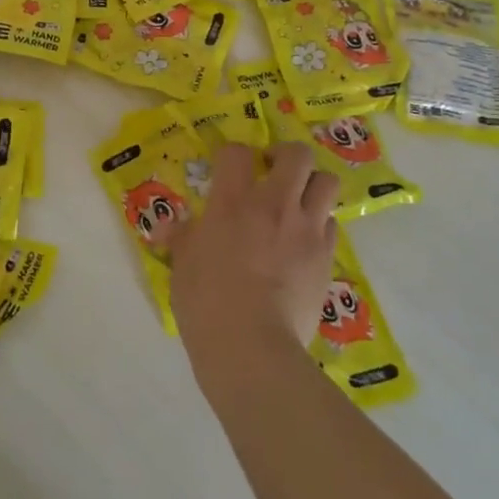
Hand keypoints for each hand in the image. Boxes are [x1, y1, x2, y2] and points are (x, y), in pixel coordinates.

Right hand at [167, 141, 337, 366]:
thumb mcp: (183, 265)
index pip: (237, 153)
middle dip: (286, 155)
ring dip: (312, 185)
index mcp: (232, 202)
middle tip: (272, 171)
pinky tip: (304, 242)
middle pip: (298, 155)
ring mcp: (306, 230)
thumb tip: (167, 227)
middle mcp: (274, 205)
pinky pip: (331, 224)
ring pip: (327, 182)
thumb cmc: (206, 302)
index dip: (232, 155)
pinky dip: (319, 225)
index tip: (228, 169)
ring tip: (297, 202)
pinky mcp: (326, 257)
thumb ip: (182, 238)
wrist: (251, 345)